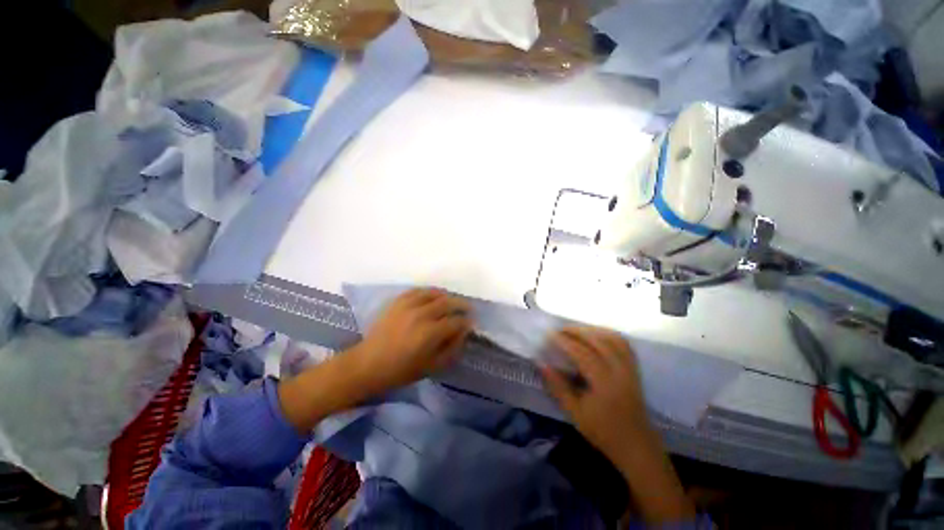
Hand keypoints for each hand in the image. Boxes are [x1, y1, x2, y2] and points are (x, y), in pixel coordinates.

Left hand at [351, 288, 471, 393]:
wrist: (368, 364)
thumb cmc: (401, 370)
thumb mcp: (432, 366)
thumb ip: (452, 348)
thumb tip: (463, 332)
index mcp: (430, 333)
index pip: (456, 321)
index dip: (466, 322)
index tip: (471, 324)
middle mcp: (421, 314)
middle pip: (448, 302)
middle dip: (461, 305)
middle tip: (467, 308)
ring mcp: (408, 305)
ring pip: (434, 293)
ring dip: (447, 296)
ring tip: (451, 301)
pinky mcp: (398, 301)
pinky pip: (418, 290)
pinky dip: (429, 292)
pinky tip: (433, 297)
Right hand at [540, 327, 650, 464]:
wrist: (636, 446)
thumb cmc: (603, 432)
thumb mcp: (575, 413)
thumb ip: (558, 387)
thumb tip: (541, 364)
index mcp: (605, 384)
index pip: (583, 353)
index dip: (565, 341)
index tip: (550, 334)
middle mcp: (620, 371)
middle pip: (599, 341)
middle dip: (577, 331)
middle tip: (560, 329)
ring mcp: (630, 368)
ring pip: (612, 338)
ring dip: (592, 330)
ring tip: (575, 330)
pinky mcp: (634, 369)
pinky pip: (623, 344)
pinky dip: (608, 335)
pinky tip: (596, 335)